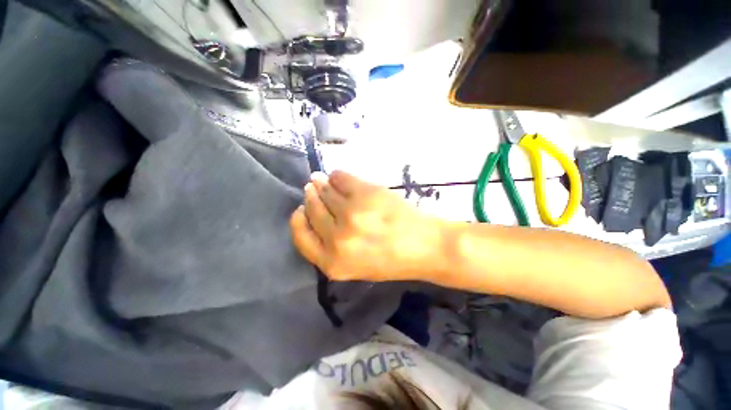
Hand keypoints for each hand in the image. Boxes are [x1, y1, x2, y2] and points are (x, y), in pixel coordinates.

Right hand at [290, 171, 446, 282]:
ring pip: (325, 191)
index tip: (300, 209)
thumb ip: (331, 247)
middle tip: (312, 188)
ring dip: (321, 183)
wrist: (424, 245)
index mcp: (333, 263)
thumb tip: (313, 213)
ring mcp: (351, 213)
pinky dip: (336, 175)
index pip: (301, 236)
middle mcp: (337, 239)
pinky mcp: (365, 193)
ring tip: (321, 180)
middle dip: (311, 196)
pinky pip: (340, 177)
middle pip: (312, 209)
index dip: (298, 220)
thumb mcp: (355, 266)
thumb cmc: (391, 259)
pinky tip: (337, 177)